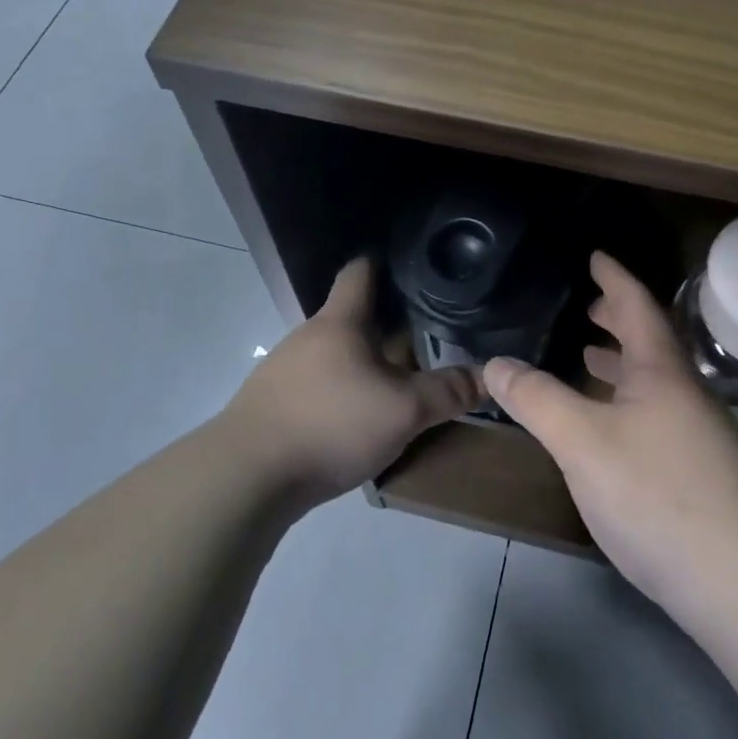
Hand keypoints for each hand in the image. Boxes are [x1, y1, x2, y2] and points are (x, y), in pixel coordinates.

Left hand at [224, 258, 481, 503]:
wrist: (247, 476)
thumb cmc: (331, 424)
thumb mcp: (403, 411)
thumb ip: (447, 392)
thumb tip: (490, 376)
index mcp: (339, 322)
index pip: (360, 272)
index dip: (383, 263)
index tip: (411, 266)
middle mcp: (308, 336)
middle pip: (350, 318)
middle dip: (385, 325)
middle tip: (425, 336)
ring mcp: (283, 370)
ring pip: (334, 355)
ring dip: (363, 363)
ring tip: (396, 380)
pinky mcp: (272, 404)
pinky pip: (317, 385)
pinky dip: (341, 392)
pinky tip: (356, 417)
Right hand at [483, 252, 737, 606]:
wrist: (736, 577)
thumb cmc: (654, 492)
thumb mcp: (580, 440)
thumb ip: (536, 398)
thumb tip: (496, 363)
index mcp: (661, 371)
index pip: (638, 306)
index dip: (615, 278)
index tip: (596, 256)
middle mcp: (685, 393)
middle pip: (651, 342)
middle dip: (619, 319)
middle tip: (588, 308)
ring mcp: (698, 434)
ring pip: (654, 381)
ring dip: (622, 363)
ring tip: (590, 357)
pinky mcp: (699, 472)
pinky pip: (656, 413)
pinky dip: (627, 401)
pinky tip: (611, 427)